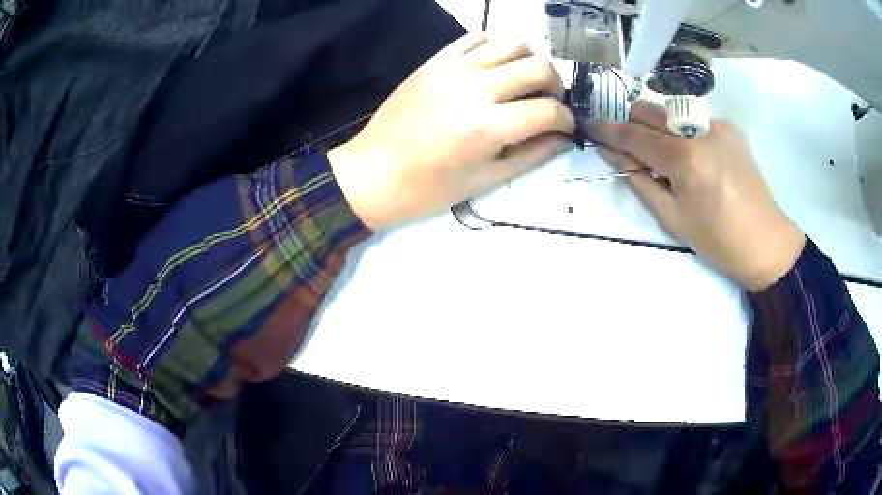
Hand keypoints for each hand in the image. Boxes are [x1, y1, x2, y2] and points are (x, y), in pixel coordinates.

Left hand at [328, 32, 574, 230]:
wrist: (372, 174)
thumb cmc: (428, 189)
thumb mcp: (485, 181)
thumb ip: (532, 156)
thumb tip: (562, 138)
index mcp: (488, 127)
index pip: (549, 110)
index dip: (566, 120)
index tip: (565, 128)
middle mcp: (475, 88)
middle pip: (539, 67)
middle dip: (555, 87)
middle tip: (548, 103)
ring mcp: (453, 68)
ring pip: (513, 43)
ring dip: (529, 61)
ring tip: (523, 83)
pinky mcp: (435, 61)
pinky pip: (476, 37)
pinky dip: (495, 48)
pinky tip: (492, 69)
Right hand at [585, 101, 804, 290]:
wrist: (766, 241)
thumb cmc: (717, 240)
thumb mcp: (672, 217)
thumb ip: (639, 179)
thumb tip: (612, 153)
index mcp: (684, 158)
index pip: (633, 134)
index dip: (607, 129)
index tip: (588, 125)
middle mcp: (699, 129)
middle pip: (649, 109)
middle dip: (630, 122)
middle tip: (627, 146)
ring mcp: (716, 124)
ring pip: (671, 112)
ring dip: (657, 128)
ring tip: (667, 159)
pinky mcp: (729, 127)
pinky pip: (694, 121)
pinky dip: (683, 134)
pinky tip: (695, 159)